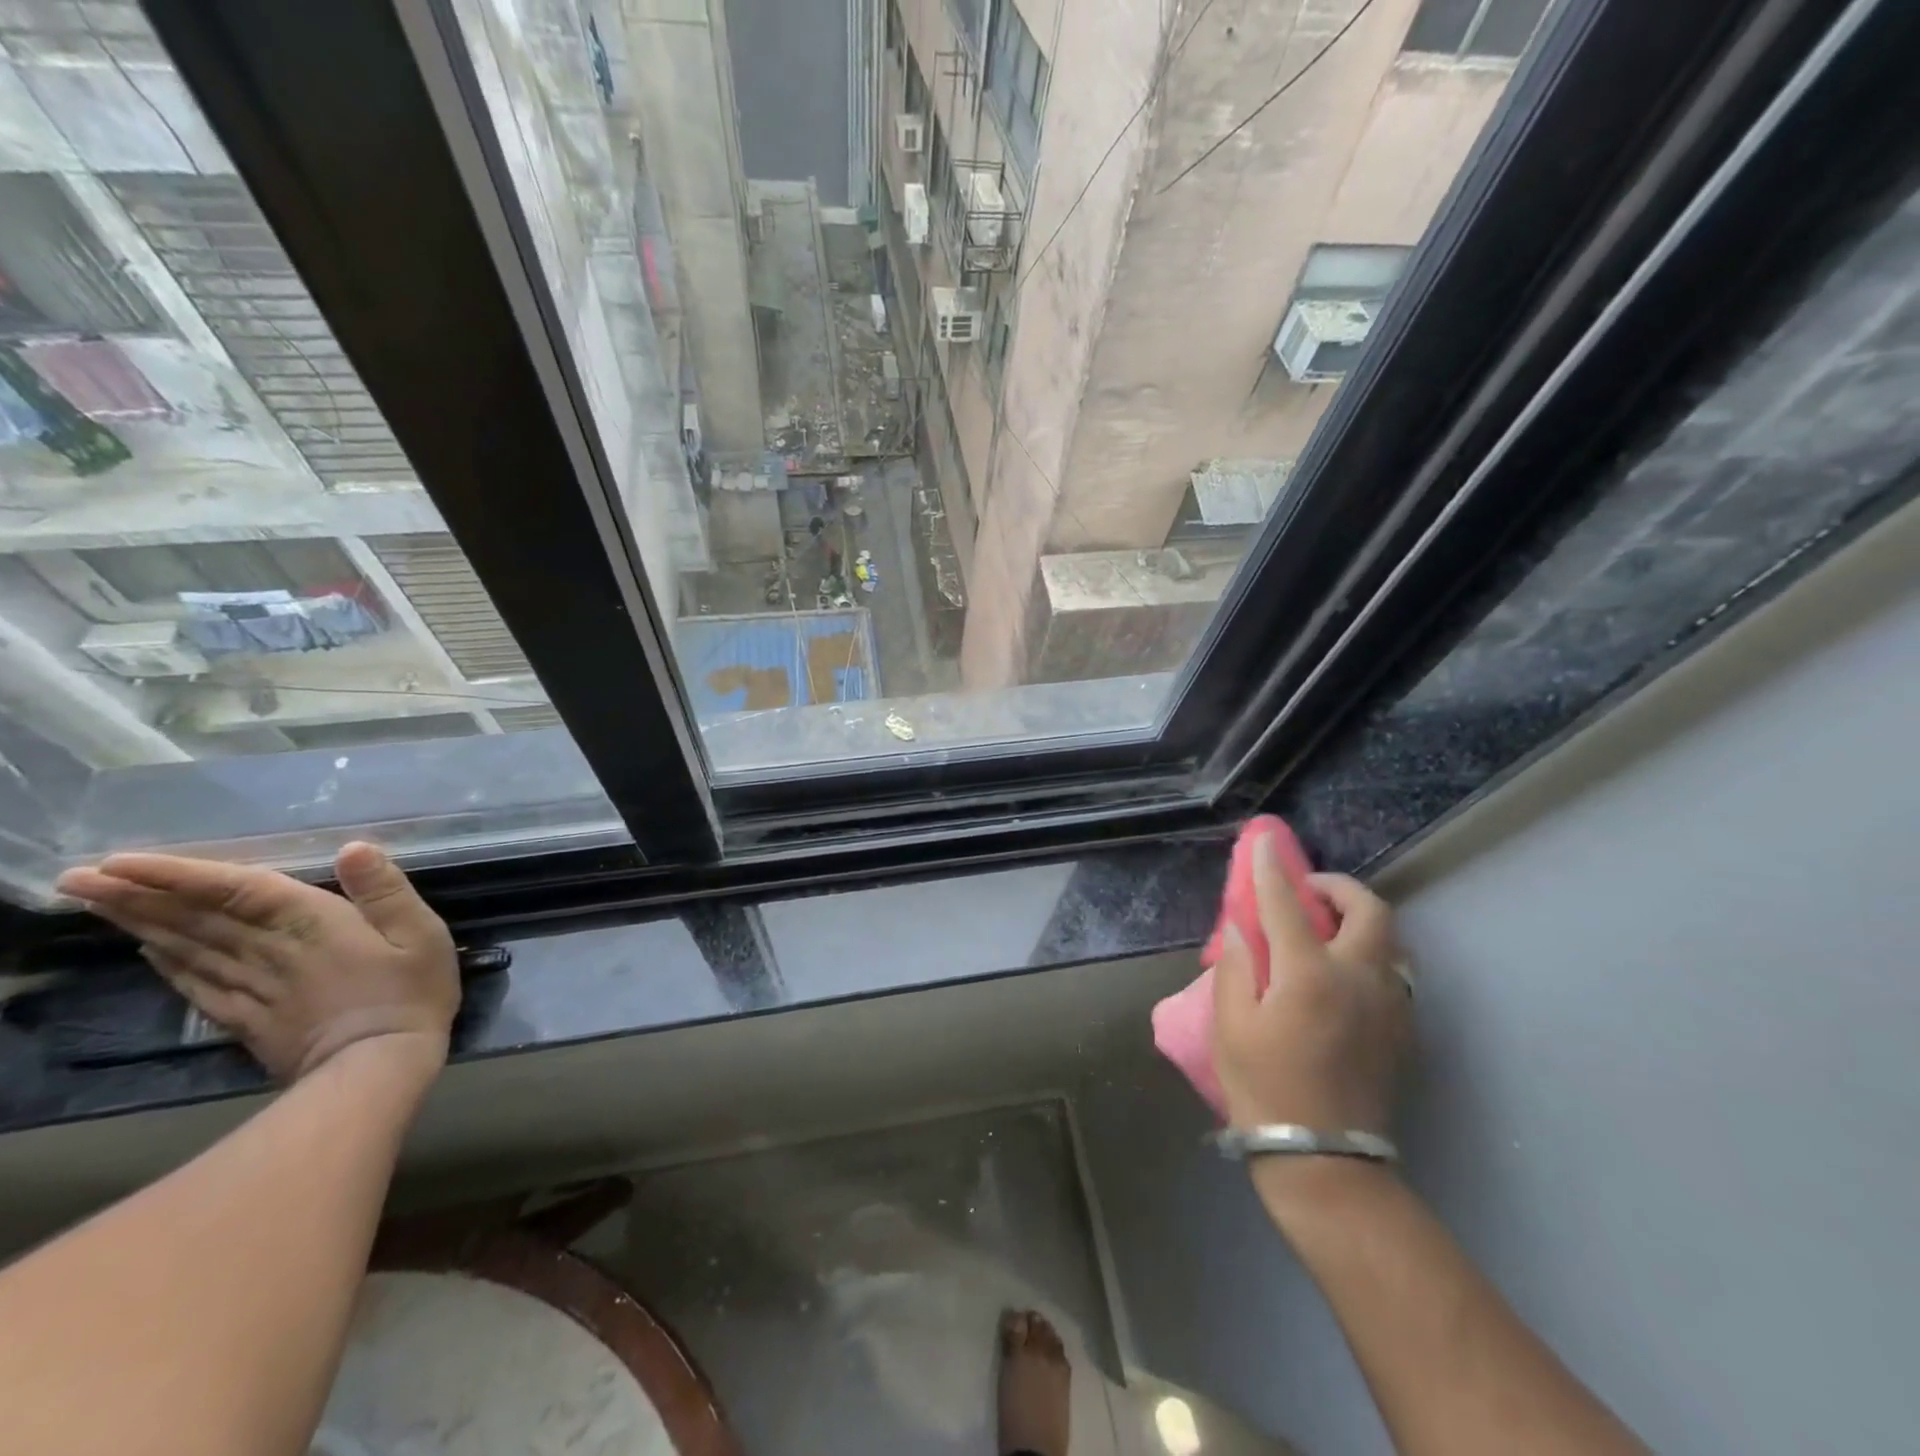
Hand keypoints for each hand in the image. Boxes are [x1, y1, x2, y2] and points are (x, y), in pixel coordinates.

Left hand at [56, 843, 459, 1083]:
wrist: (377, 1068)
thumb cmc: (410, 993)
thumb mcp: (422, 935)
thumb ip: (387, 892)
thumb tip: (355, 848)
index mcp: (312, 924)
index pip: (238, 891)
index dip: (182, 874)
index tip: (120, 860)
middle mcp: (269, 951)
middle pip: (197, 920)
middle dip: (137, 896)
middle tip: (75, 877)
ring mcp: (253, 987)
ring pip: (187, 949)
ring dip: (140, 925)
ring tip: (96, 904)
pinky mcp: (248, 1018)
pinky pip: (198, 985)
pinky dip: (168, 965)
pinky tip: (148, 953)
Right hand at [1211, 833, 1412, 1138]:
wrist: (1325, 1160)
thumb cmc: (1265, 1089)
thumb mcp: (1230, 1027)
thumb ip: (1235, 969)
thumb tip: (1240, 932)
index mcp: (1309, 975)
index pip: (1287, 905)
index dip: (1271, 870)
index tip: (1263, 844)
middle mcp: (1358, 979)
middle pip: (1368, 910)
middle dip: (1338, 887)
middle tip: (1308, 892)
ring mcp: (1388, 1005)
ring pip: (1390, 940)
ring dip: (1359, 920)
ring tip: (1326, 930)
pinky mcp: (1401, 1030)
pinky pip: (1392, 972)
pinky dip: (1369, 954)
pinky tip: (1341, 974)